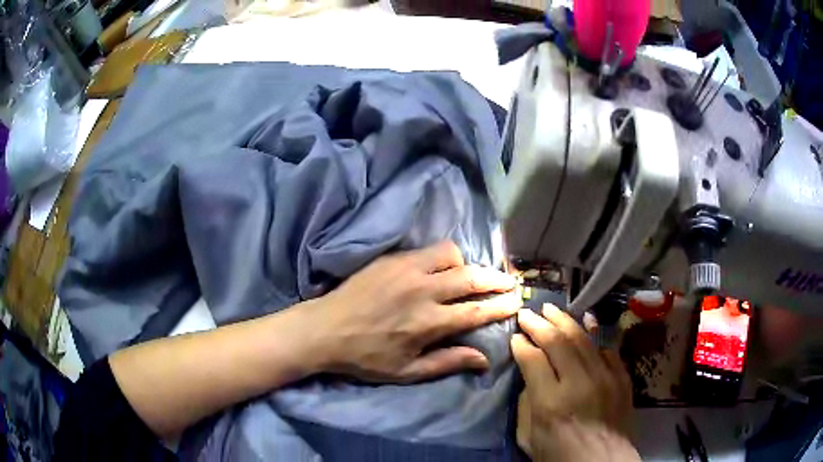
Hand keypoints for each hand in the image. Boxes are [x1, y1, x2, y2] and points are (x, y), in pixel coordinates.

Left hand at [306, 241, 519, 383]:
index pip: (476, 311)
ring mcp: (405, 270)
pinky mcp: (391, 259)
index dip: (500, 305)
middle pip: (471, 277)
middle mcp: (422, 291)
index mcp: (428, 323)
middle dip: (496, 278)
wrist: (324, 330)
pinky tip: (439, 268)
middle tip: (510, 280)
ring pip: (450, 254)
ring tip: (468, 275)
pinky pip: (427, 250)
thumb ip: (448, 363)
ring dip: (466, 264)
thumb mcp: (406, 372)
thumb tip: (485, 359)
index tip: (516, 300)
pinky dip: (442, 258)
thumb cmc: (365, 357)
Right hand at [512, 305, 635, 460]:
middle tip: (527, 313)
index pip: (533, 359)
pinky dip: (595, 333)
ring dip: (565, 320)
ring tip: (551, 309)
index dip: (521, 344)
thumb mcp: (528, 437)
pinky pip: (606, 348)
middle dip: (539, 324)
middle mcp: (579, 383)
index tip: (515, 336)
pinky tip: (587, 321)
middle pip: (557, 341)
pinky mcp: (621, 377)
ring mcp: (604, 377)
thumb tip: (530, 375)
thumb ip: (527, 403)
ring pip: (582, 338)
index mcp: (550, 402)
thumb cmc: (559, 456)